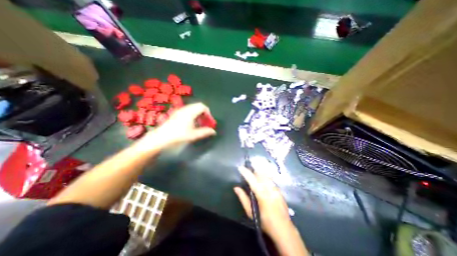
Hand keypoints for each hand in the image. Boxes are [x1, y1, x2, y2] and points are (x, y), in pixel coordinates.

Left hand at [140, 102, 215, 149]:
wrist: (161, 137)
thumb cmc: (178, 135)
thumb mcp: (193, 135)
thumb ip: (205, 132)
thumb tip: (214, 131)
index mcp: (190, 112)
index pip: (203, 107)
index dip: (208, 113)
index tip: (209, 121)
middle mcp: (185, 109)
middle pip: (198, 106)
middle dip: (204, 113)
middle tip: (205, 122)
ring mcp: (180, 110)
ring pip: (193, 108)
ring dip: (198, 114)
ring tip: (199, 123)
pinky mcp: (176, 113)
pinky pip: (188, 110)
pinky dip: (193, 114)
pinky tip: (192, 123)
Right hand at [234, 167, 294, 238]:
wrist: (284, 229)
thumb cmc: (265, 222)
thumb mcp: (251, 212)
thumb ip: (243, 198)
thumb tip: (236, 188)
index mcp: (261, 194)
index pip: (252, 179)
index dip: (245, 172)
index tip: (240, 167)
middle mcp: (269, 188)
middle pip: (260, 174)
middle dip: (252, 169)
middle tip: (246, 168)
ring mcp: (275, 188)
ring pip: (266, 175)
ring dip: (259, 171)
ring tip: (253, 170)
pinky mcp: (279, 189)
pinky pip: (270, 178)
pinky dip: (264, 175)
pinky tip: (262, 177)